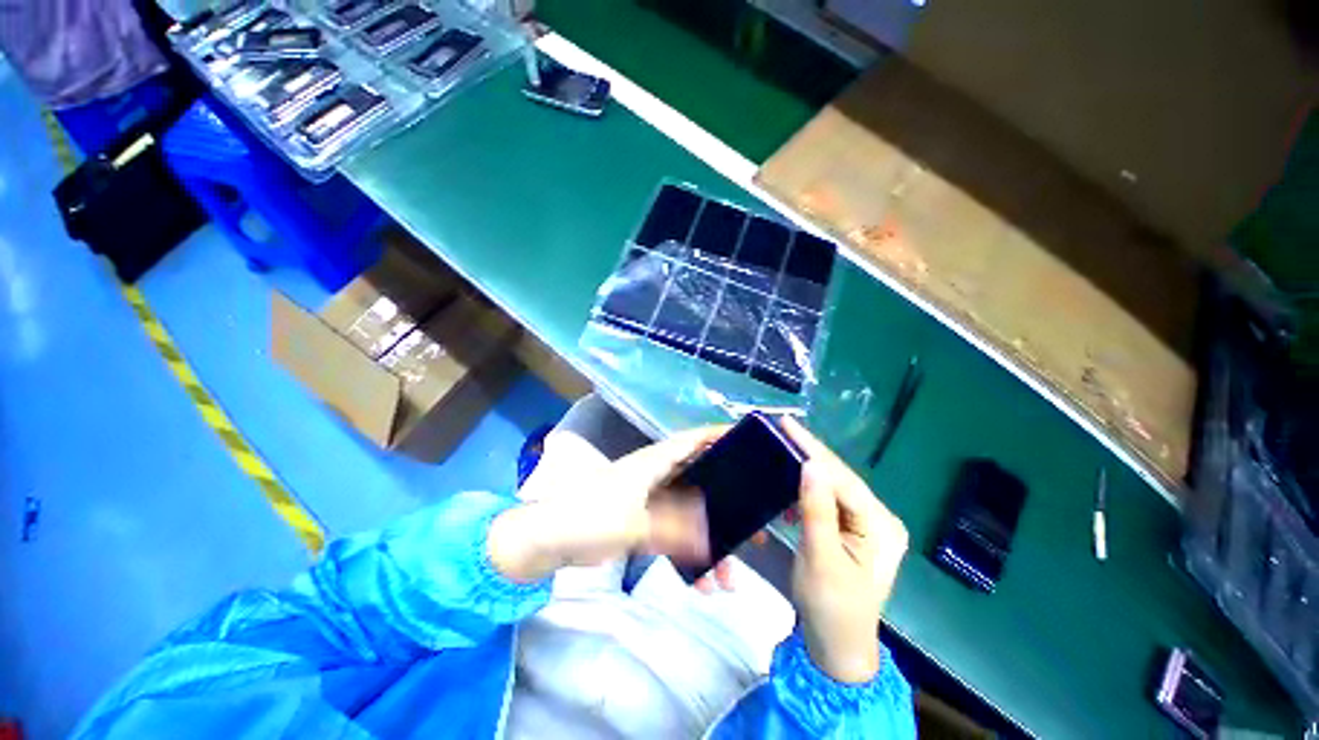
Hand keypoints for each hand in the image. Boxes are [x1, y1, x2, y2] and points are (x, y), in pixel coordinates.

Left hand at [489, 426, 733, 587]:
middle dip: (727, 502)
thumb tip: (713, 535)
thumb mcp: (637, 523)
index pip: (693, 440)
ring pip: (690, 515)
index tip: (748, 441)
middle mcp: (656, 476)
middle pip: (700, 481)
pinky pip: (675, 535)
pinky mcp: (642, 521)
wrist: (548, 540)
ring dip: (709, 541)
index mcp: (655, 462)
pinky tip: (700, 583)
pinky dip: (688, 554)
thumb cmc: (591, 517)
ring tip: (729, 575)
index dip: (719, 436)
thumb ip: (677, 528)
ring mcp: (650, 500)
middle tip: (755, 525)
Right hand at [781, 417, 908, 683]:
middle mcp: (880, 519)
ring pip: (833, 485)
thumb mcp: (821, 558)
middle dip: (810, 451)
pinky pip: (829, 499)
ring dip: (807, 467)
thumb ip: (816, 509)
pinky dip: (808, 488)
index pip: (842, 478)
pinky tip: (791, 482)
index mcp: (881, 526)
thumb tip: (811, 464)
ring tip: (784, 445)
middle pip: (840, 477)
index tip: (786, 424)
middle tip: (783, 427)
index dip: (813, 449)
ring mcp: (867, 524)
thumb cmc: (830, 607)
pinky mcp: (853, 529)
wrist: (837, 646)